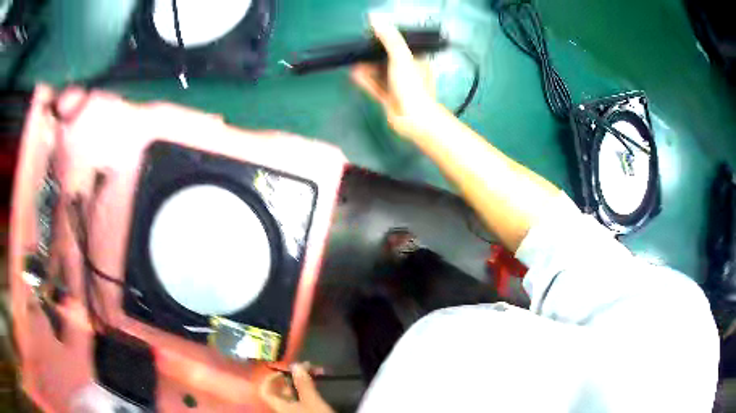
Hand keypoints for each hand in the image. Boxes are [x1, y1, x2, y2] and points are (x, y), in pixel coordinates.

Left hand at [259, 363, 333, 412]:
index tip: (284, 371)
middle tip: (303, 369)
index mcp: (279, 406)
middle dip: (290, 378)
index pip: (264, 391)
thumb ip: (303, 384)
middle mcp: (282, 409)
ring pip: (291, 396)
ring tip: (311, 375)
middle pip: (278, 392)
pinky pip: (299, 400)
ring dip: (299, 384)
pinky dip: (304, 392)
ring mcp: (292, 412)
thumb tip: (295, 365)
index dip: (270, 379)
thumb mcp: (312, 400)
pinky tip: (314, 388)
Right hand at [351, 14, 443, 140]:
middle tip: (357, 49)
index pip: (400, 46)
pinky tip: (353, 73)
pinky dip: (365, 80)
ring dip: (366, 67)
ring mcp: (398, 86)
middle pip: (387, 60)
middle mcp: (408, 73)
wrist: (413, 118)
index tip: (369, 36)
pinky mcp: (389, 99)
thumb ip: (389, 38)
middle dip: (372, 55)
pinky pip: (375, 86)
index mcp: (416, 61)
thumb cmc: (411, 85)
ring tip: (351, 60)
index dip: (385, 41)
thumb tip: (375, 18)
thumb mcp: (401, 57)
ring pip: (380, 73)